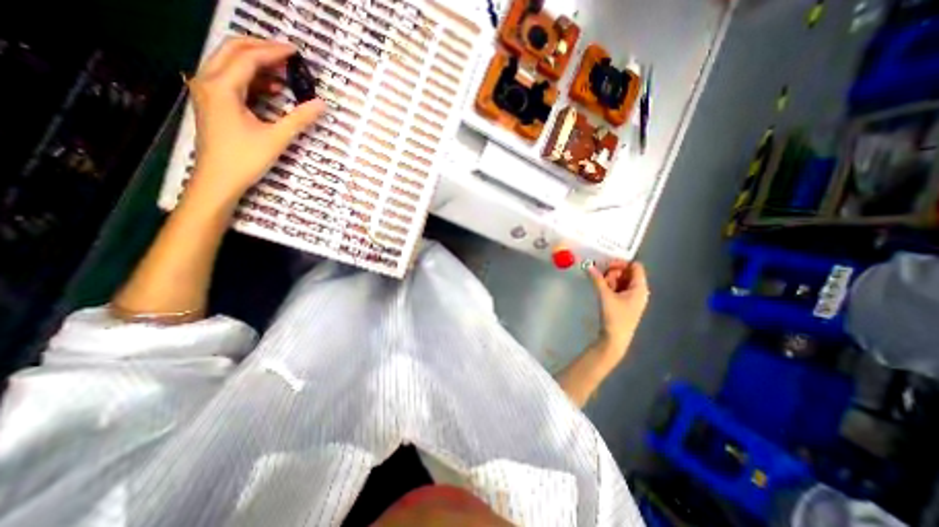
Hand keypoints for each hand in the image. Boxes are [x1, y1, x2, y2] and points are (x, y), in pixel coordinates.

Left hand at [185, 37, 327, 208]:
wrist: (218, 179)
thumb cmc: (245, 159)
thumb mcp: (277, 138)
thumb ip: (300, 118)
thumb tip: (321, 104)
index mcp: (222, 86)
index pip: (248, 57)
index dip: (273, 51)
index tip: (296, 52)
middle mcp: (209, 81)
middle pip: (233, 51)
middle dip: (262, 49)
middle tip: (289, 56)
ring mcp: (208, 91)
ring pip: (231, 64)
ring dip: (258, 64)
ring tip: (285, 74)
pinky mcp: (213, 103)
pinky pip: (232, 80)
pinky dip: (253, 80)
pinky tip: (272, 90)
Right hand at [585, 262, 645, 359]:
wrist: (615, 340)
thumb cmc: (615, 317)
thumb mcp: (605, 295)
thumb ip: (597, 279)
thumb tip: (588, 266)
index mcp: (640, 287)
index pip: (635, 266)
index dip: (621, 263)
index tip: (606, 265)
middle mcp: (638, 290)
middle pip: (627, 272)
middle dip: (612, 272)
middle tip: (601, 277)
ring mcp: (631, 297)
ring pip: (620, 281)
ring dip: (609, 280)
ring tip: (600, 285)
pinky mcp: (624, 303)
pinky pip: (618, 289)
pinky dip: (609, 286)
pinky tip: (601, 290)